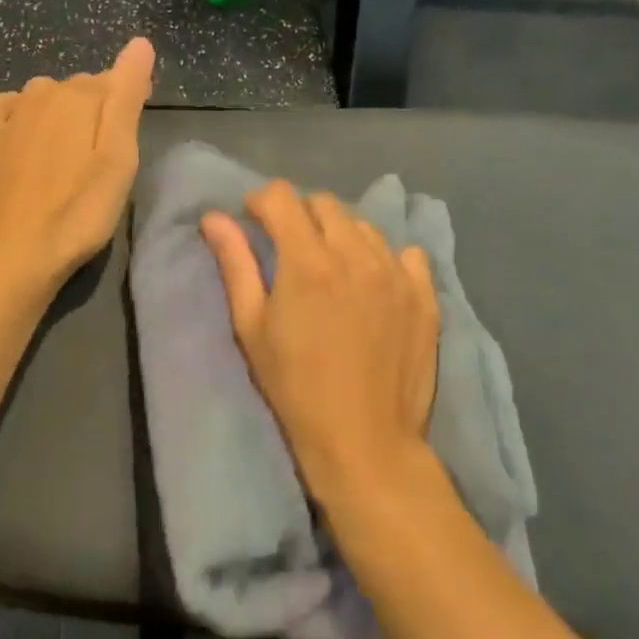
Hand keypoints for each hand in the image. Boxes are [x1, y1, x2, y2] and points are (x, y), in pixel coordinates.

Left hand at [0, 38, 154, 300]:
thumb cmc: (80, 210)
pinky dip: (15, 110)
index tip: (135, 132)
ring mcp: (11, 114)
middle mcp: (43, 93)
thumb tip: (140, 42)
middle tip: (106, 152)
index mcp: (81, 95)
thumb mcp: (120, 157)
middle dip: (97, 107)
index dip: (130, 99)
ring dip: (61, 111)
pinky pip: (1, 105)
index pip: (117, 80)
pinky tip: (22, 132)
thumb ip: (128, 96)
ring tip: (71, 151)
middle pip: (81, 88)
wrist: (16, 252)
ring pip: (45, 95)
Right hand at [202, 183, 438, 502]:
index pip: (283, 197)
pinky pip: (405, 253)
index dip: (262, 201)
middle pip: (324, 204)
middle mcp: (356, 255)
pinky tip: (372, 282)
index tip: (254, 221)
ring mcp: (396, 273)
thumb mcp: (251, 327)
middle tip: (289, 246)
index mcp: (308, 261)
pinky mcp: (424, 295)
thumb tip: (213, 217)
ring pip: (364, 226)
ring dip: (340, 233)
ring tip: (331, 266)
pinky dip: (383, 256)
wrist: (363, 441)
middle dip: (300, 214)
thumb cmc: (294, 387)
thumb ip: (235, 264)